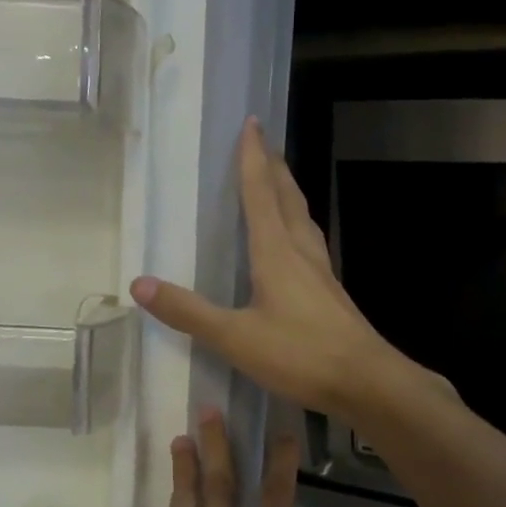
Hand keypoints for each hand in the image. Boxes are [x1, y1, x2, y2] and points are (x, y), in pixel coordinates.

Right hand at [130, 117, 430, 420]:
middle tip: (265, 144)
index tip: (251, 124)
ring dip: (290, 196)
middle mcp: (302, 254)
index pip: (260, 194)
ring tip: (281, 184)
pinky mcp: (332, 296)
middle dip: (274, 169)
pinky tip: (297, 247)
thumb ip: (188, 312)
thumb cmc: (300, 354)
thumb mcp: (235, 336)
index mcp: (277, 252)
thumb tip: (139, 284)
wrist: (366, 382)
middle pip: (287, 200)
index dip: (253, 159)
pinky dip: (298, 229)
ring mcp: (322, 275)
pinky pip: (311, 246)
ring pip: (304, 222)